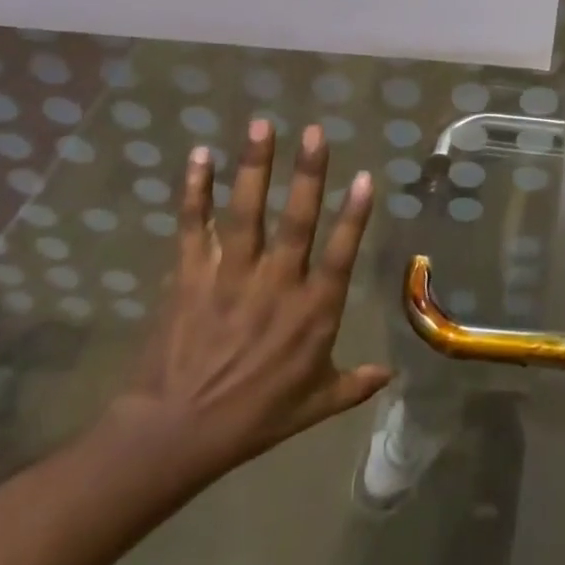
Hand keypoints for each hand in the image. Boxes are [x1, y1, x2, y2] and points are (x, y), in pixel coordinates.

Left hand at [104, 121, 391, 487]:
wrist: (172, 439)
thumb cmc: (251, 420)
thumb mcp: (312, 406)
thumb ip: (353, 384)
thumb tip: (392, 373)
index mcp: (310, 312)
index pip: (340, 254)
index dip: (354, 215)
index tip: (365, 176)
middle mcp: (276, 285)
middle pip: (296, 220)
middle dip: (307, 174)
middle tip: (315, 132)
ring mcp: (230, 277)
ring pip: (246, 212)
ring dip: (254, 166)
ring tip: (261, 125)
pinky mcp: (190, 277)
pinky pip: (194, 227)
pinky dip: (195, 190)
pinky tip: (199, 154)